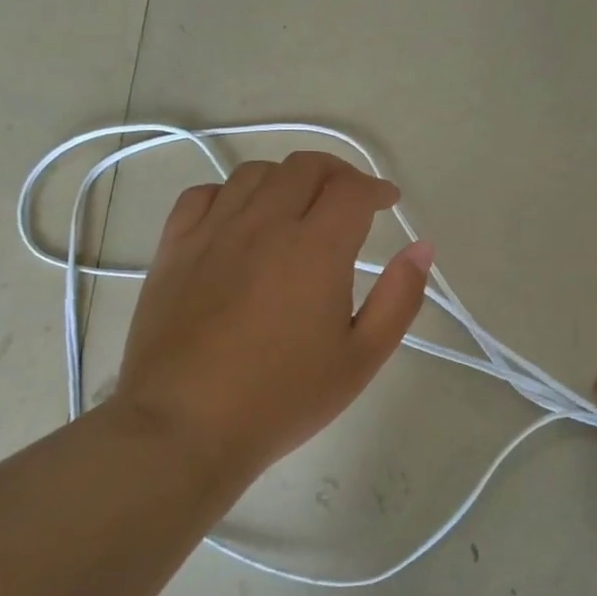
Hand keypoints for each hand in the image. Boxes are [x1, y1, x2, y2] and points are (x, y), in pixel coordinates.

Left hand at [109, 151, 432, 492]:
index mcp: (315, 248)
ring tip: (297, 206)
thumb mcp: (361, 358)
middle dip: (337, 173)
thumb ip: (399, 298)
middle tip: (349, 198)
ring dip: (287, 178)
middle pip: (305, 167)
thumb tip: (422, 247)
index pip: (352, 189)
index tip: (387, 203)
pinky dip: (231, 193)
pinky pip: (203, 194)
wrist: (184, 428)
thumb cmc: (282, 398)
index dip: (376, 188)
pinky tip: (240, 218)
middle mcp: (264, 224)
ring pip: (255, 173)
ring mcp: (214, 232)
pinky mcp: (175, 248)